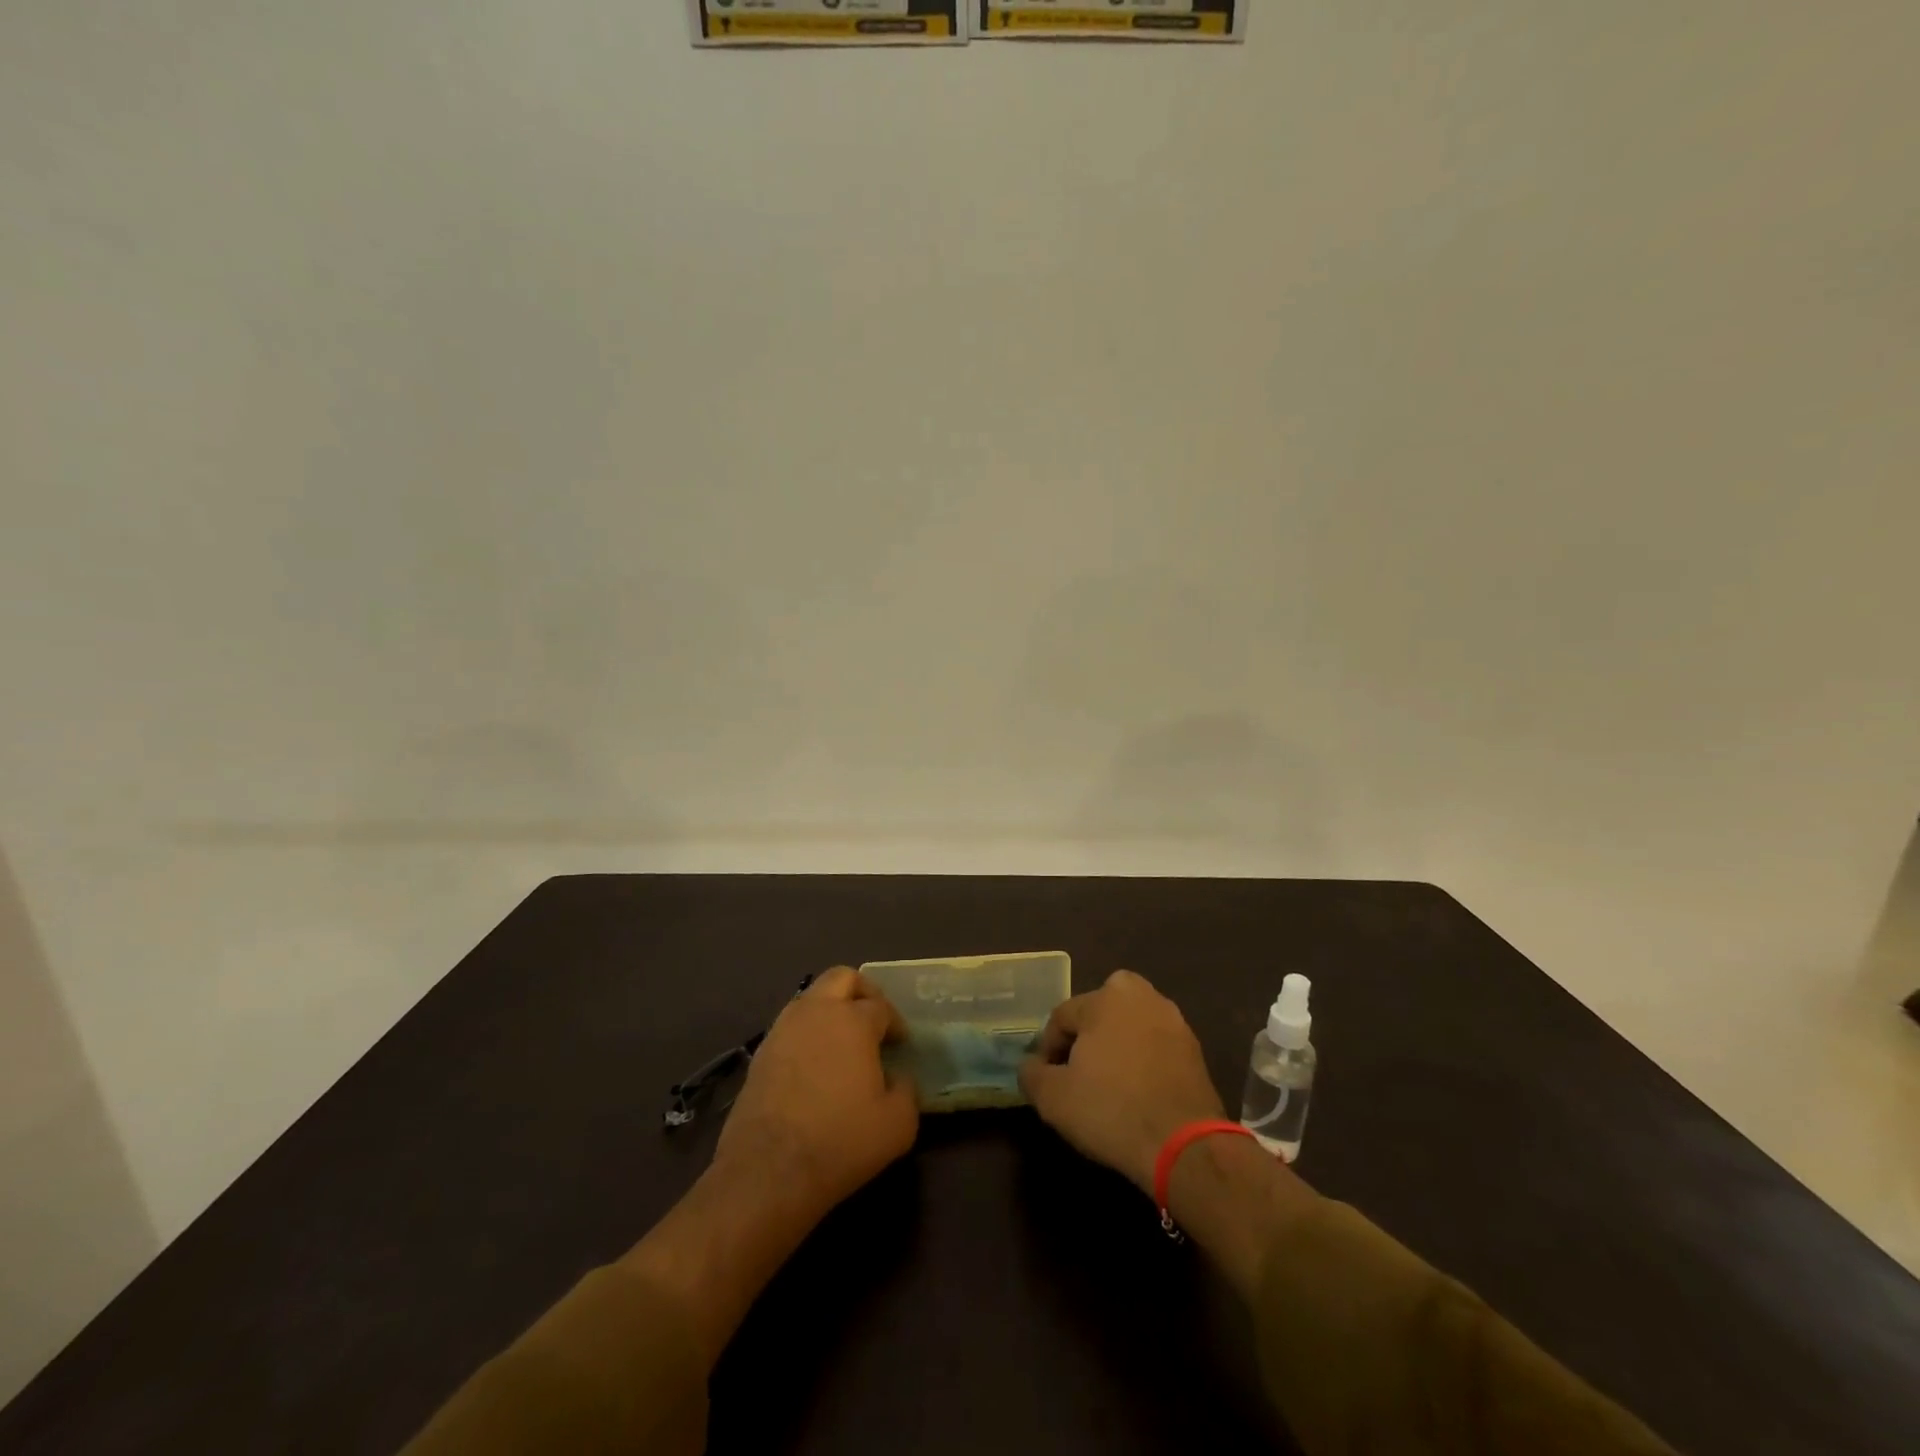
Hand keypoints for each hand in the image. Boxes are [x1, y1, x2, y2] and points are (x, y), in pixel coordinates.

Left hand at [715, 966, 919, 1221]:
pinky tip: (815, 1065)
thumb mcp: (898, 1125)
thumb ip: (907, 1092)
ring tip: (843, 1043)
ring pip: (811, 997)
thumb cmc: (840, 1141)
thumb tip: (899, 1079)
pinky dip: (807, 1033)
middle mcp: (817, 1012)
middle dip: (862, 991)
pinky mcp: (760, 1053)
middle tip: (873, 1020)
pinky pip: (791, 1026)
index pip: (881, 1006)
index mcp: (854, 1020)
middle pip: (842, 978)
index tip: (900, 1044)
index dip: (895, 1022)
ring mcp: (783, 1029)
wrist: (768, 1170)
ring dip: (830, 1009)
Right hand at [1019, 969, 1225, 1192]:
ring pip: (1129, 1026)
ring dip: (1116, 1047)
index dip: (1048, 1049)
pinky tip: (1136, 1093)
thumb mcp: (1053, 1098)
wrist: (1184, 1146)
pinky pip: (1154, 1046)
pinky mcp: (1195, 1049)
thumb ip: (1032, 1074)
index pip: (1062, 1016)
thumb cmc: (1111, 1110)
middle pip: (1099, 1011)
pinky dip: (1142, 1061)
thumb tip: (1031, 1066)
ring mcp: (1173, 1021)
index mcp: (1106, 997)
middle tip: (1076, 1073)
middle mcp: (1142, 996)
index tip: (1045, 1080)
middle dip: (1085, 1037)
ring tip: (1107, 1085)